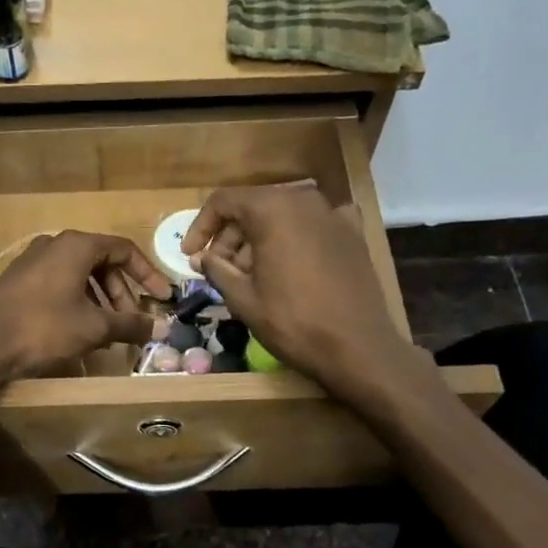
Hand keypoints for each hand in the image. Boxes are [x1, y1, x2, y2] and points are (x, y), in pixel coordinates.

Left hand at [0, 230, 170, 378]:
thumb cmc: (45, 327)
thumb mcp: (94, 327)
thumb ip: (131, 325)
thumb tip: (163, 328)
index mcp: (77, 246)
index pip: (124, 250)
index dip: (148, 274)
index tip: (162, 298)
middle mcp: (54, 245)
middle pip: (101, 263)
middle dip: (122, 295)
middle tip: (132, 322)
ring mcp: (33, 262)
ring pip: (79, 277)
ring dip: (100, 302)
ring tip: (109, 332)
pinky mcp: (18, 282)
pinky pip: (59, 286)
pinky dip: (78, 304)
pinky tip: (79, 332)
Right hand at [184, 184, 435, 407]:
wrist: (358, 347)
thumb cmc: (292, 322)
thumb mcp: (243, 298)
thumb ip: (217, 269)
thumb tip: (200, 257)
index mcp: (273, 209)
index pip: (223, 201)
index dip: (200, 227)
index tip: (190, 255)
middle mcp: (304, 200)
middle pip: (254, 206)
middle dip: (230, 236)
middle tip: (218, 269)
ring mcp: (334, 214)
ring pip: (283, 216)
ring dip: (259, 239)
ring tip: (249, 275)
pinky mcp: (353, 234)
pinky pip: (313, 226)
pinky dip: (294, 240)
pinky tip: (289, 264)